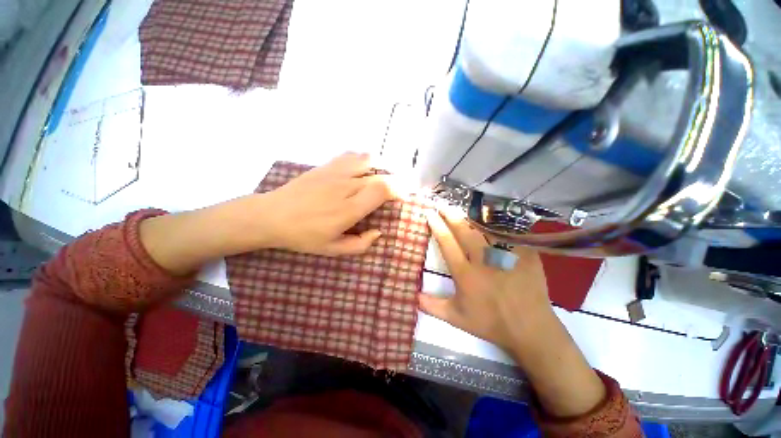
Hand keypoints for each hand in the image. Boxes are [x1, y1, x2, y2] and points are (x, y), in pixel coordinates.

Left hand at [253, 152, 397, 255]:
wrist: (271, 216)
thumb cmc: (303, 236)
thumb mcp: (333, 249)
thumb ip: (360, 244)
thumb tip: (378, 232)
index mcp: (350, 209)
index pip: (383, 189)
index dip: (399, 190)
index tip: (405, 197)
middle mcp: (346, 186)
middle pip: (380, 175)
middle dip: (396, 181)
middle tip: (400, 188)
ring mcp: (335, 173)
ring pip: (368, 160)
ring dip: (381, 166)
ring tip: (384, 176)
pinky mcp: (326, 166)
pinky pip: (351, 156)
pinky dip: (363, 160)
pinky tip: (363, 168)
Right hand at [419, 206, 552, 351]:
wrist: (531, 329)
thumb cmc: (491, 323)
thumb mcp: (456, 318)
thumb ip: (432, 306)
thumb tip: (412, 295)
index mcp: (465, 274)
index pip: (447, 243)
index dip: (437, 226)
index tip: (429, 214)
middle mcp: (483, 260)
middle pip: (464, 230)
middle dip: (451, 214)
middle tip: (443, 204)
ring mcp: (506, 255)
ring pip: (486, 229)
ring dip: (471, 217)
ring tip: (462, 209)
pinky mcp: (524, 254)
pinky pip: (508, 234)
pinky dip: (497, 225)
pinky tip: (491, 220)